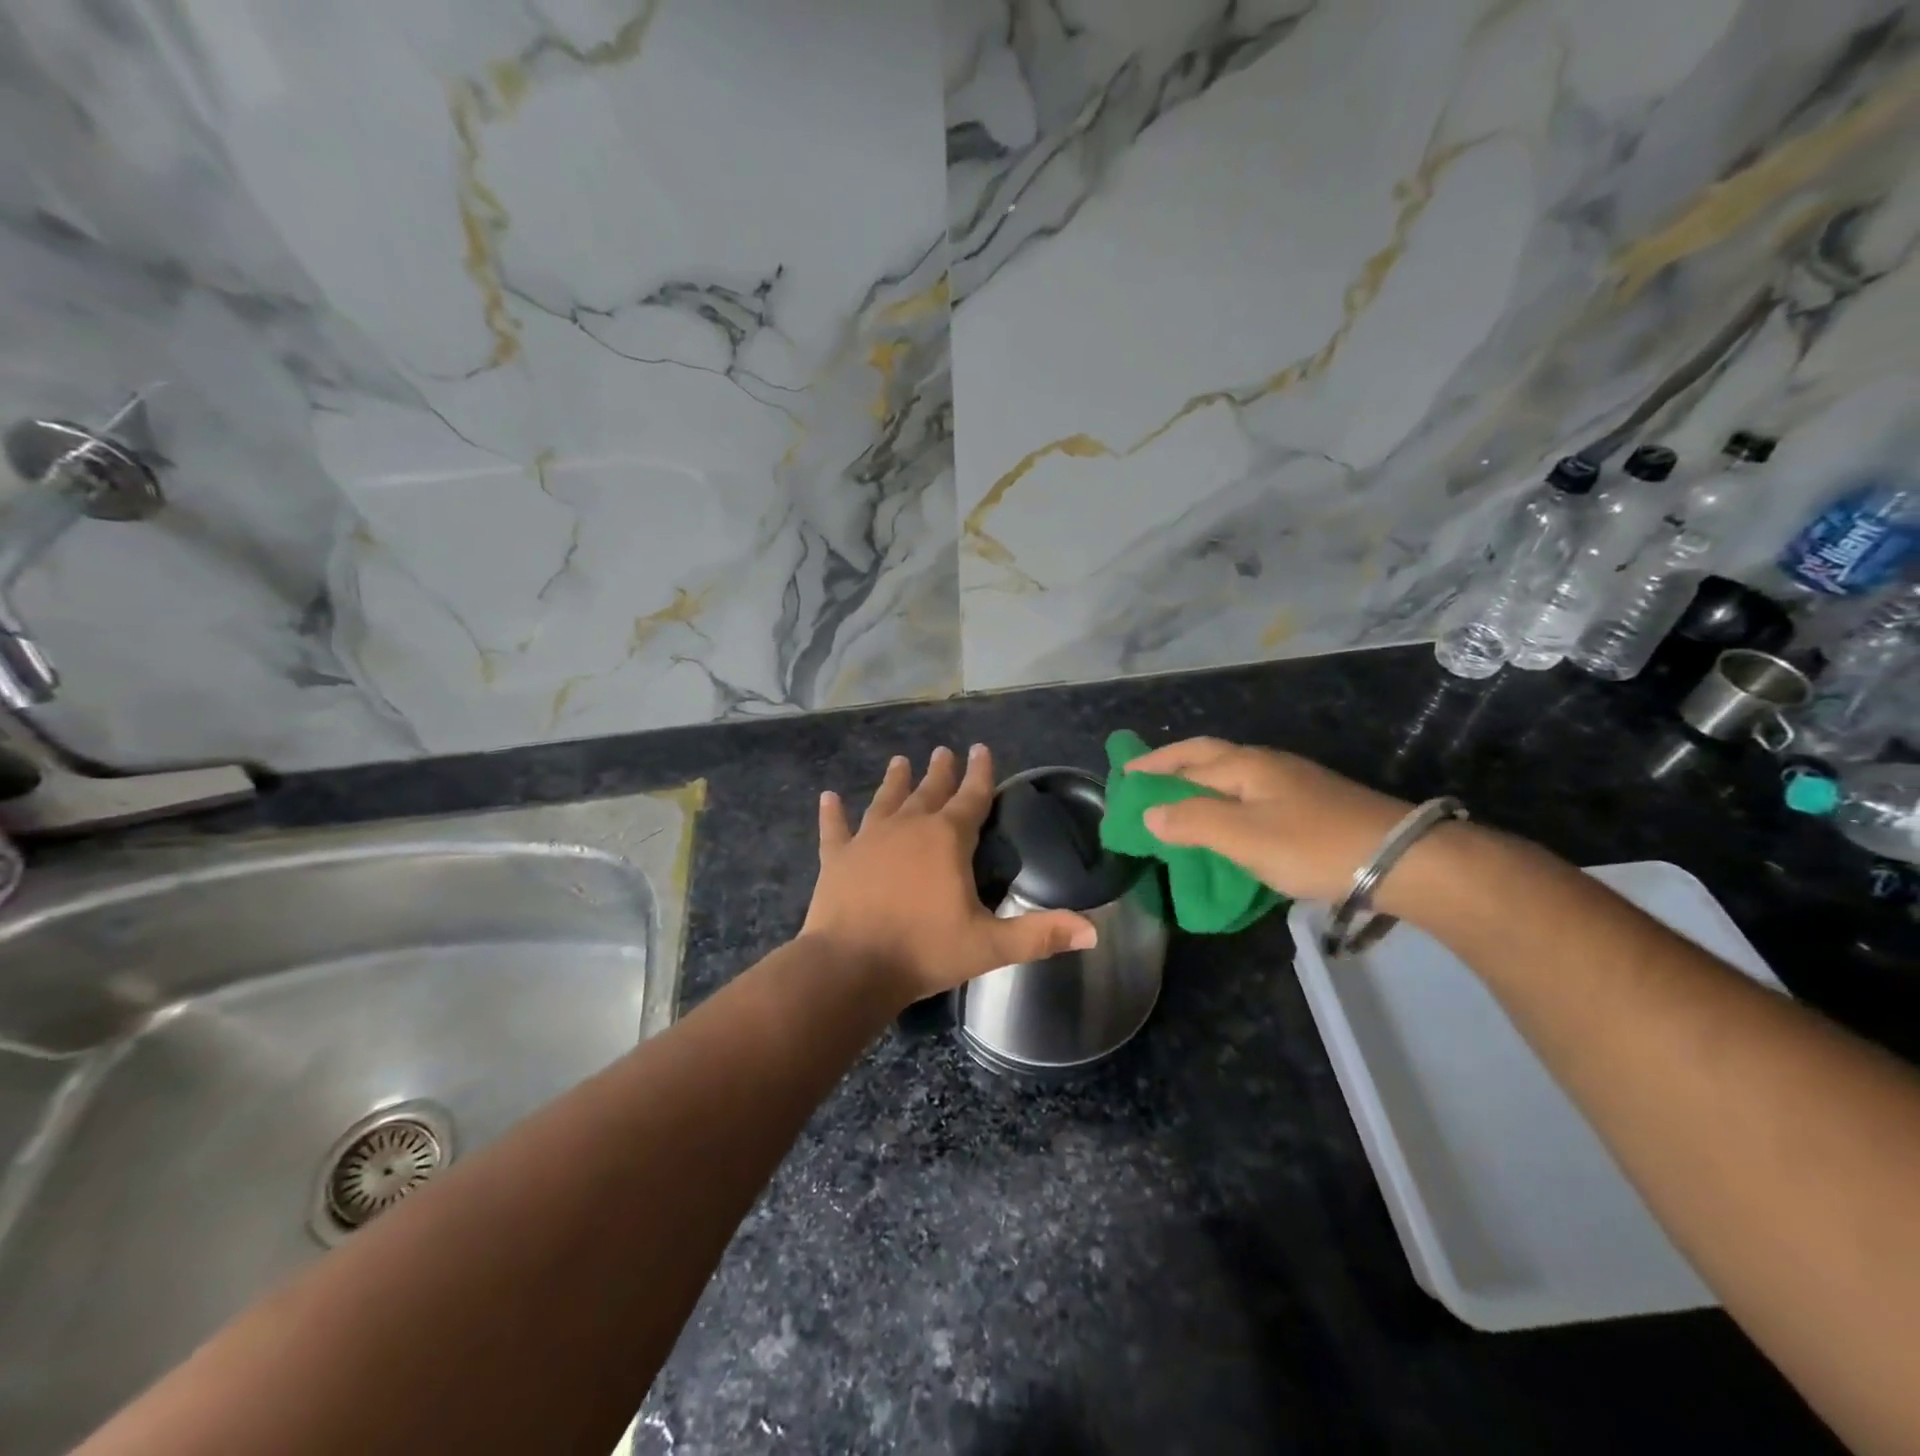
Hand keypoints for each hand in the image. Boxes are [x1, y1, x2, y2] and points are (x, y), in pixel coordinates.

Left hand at [802, 744, 1097, 1006]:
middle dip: (940, 771)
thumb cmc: (924, 951)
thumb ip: (1041, 934)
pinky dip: (832, 813)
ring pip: (886, 800)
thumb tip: (1094, 931)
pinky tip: (828, 797)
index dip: (980, 773)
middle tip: (944, 751)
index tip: (981, 748)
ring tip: (900, 761)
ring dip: (895, 781)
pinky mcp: (837, 858)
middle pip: (929, 790)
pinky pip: (835, 829)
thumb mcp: (990, 945)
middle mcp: (908, 827)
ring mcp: (868, 839)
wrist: (850, 967)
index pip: (971, 797)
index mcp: (947, 839)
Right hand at [1125, 738, 1412, 902]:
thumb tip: (1149, 812)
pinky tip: (1228, 822)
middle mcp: (1266, 764)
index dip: (1152, 766)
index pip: (1186, 758)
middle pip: (1209, 756)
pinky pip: (1251, 795)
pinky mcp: (1311, 804)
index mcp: (1245, 765)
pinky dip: (1225, 801)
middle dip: (1173, 764)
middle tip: (1143, 778)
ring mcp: (1292, 782)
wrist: (1402, 859)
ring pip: (1231, 775)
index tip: (1122, 776)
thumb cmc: (1312, 845)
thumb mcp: (1243, 836)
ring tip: (1178, 803)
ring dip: (1199, 783)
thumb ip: (1192, 822)